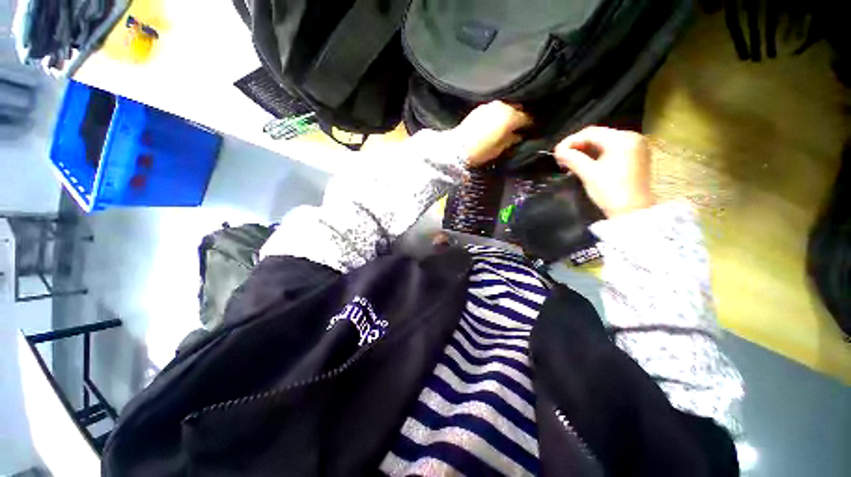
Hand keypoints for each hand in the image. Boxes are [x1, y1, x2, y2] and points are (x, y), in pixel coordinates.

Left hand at [452, 101, 531, 166]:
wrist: (457, 148)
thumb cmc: (481, 151)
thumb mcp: (500, 149)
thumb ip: (512, 140)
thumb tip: (519, 135)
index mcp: (510, 117)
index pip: (526, 118)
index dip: (530, 124)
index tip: (530, 130)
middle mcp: (502, 106)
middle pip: (516, 109)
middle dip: (520, 117)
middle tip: (520, 127)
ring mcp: (489, 105)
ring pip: (505, 107)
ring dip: (508, 114)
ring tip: (507, 124)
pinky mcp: (479, 108)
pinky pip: (494, 109)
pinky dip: (497, 114)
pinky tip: (496, 122)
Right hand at [554, 126, 654, 217]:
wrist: (632, 212)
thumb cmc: (610, 191)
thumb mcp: (588, 174)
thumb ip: (572, 158)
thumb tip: (558, 151)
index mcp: (622, 139)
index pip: (590, 132)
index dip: (570, 141)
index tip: (556, 152)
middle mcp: (631, 138)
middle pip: (597, 136)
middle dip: (577, 146)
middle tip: (561, 158)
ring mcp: (635, 147)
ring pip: (603, 143)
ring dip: (584, 151)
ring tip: (569, 162)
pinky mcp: (634, 157)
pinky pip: (610, 150)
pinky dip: (595, 156)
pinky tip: (584, 164)